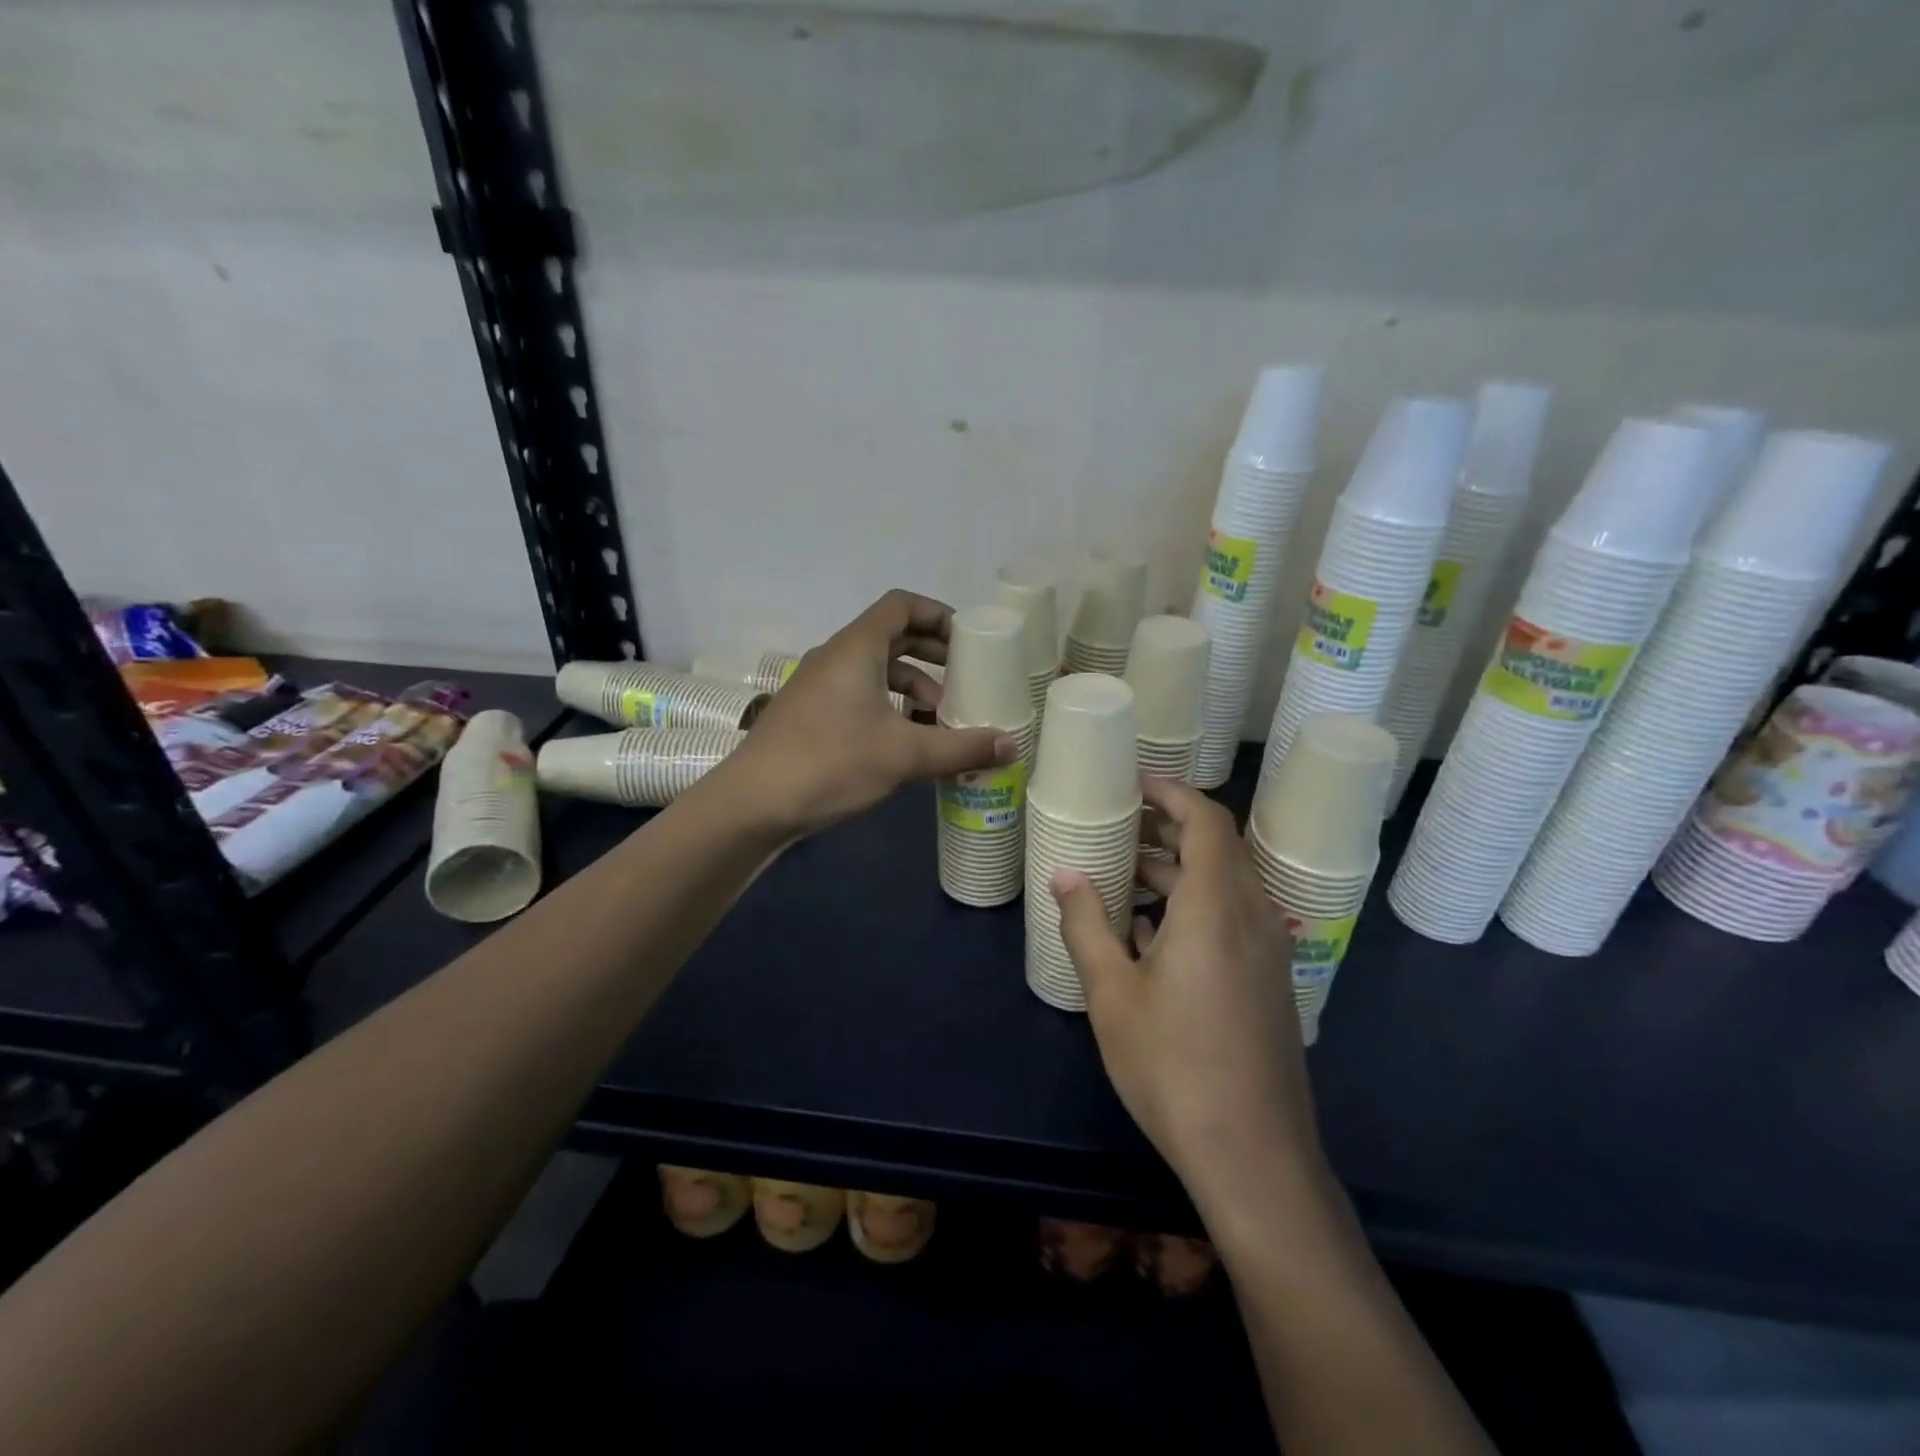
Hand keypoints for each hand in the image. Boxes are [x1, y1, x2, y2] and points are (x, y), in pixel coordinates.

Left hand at [721, 590, 1017, 836]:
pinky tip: (906, 744)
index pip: (901, 606)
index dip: (938, 615)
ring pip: (875, 672)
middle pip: (891, 637)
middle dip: (932, 656)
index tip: (968, 642)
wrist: (752, 804)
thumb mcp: (904, 755)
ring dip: (912, 689)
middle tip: (965, 680)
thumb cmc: (831, 763)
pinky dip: (889, 709)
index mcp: (856, 648)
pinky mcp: (810, 716)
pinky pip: (859, 696)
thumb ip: (961, 748)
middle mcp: (835, 658)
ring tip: (940, 721)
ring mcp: (818, 687)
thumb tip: (1012, 745)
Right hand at [1052, 776, 1324, 1198]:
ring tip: (1124, 874)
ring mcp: (1267, 953)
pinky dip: (1194, 906)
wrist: (1252, 1157)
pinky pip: (1233, 919)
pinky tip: (1150, 933)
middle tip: (1119, 827)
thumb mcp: (1112, 994)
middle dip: (1168, 830)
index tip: (1134, 784)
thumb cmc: (1173, 1067)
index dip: (1172, 793)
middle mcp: (1253, 918)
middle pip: (1218, 849)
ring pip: (1225, 886)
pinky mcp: (1268, 983)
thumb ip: (1086, 925)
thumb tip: (1064, 874)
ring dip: (1178, 871)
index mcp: (1217, 908)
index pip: (1207, 821)